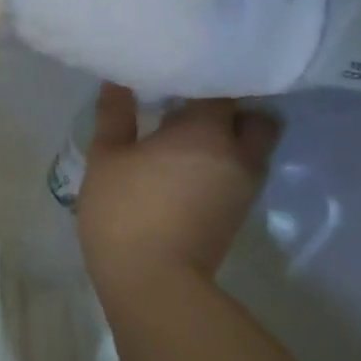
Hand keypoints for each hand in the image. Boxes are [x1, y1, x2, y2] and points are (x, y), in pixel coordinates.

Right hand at [77, 86, 278, 287]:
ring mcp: (244, 186)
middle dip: (231, 111)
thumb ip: (115, 116)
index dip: (200, 80)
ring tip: (190, 143)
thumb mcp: (106, 159)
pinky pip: (242, 174)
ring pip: (253, 148)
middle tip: (193, 112)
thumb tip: (118, 82)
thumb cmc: (123, 211)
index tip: (176, 80)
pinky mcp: (240, 213)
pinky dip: (225, 167)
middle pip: (254, 117)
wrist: (153, 281)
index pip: (220, 88)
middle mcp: (237, 152)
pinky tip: (190, 172)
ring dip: (231, 141)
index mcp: (205, 130)